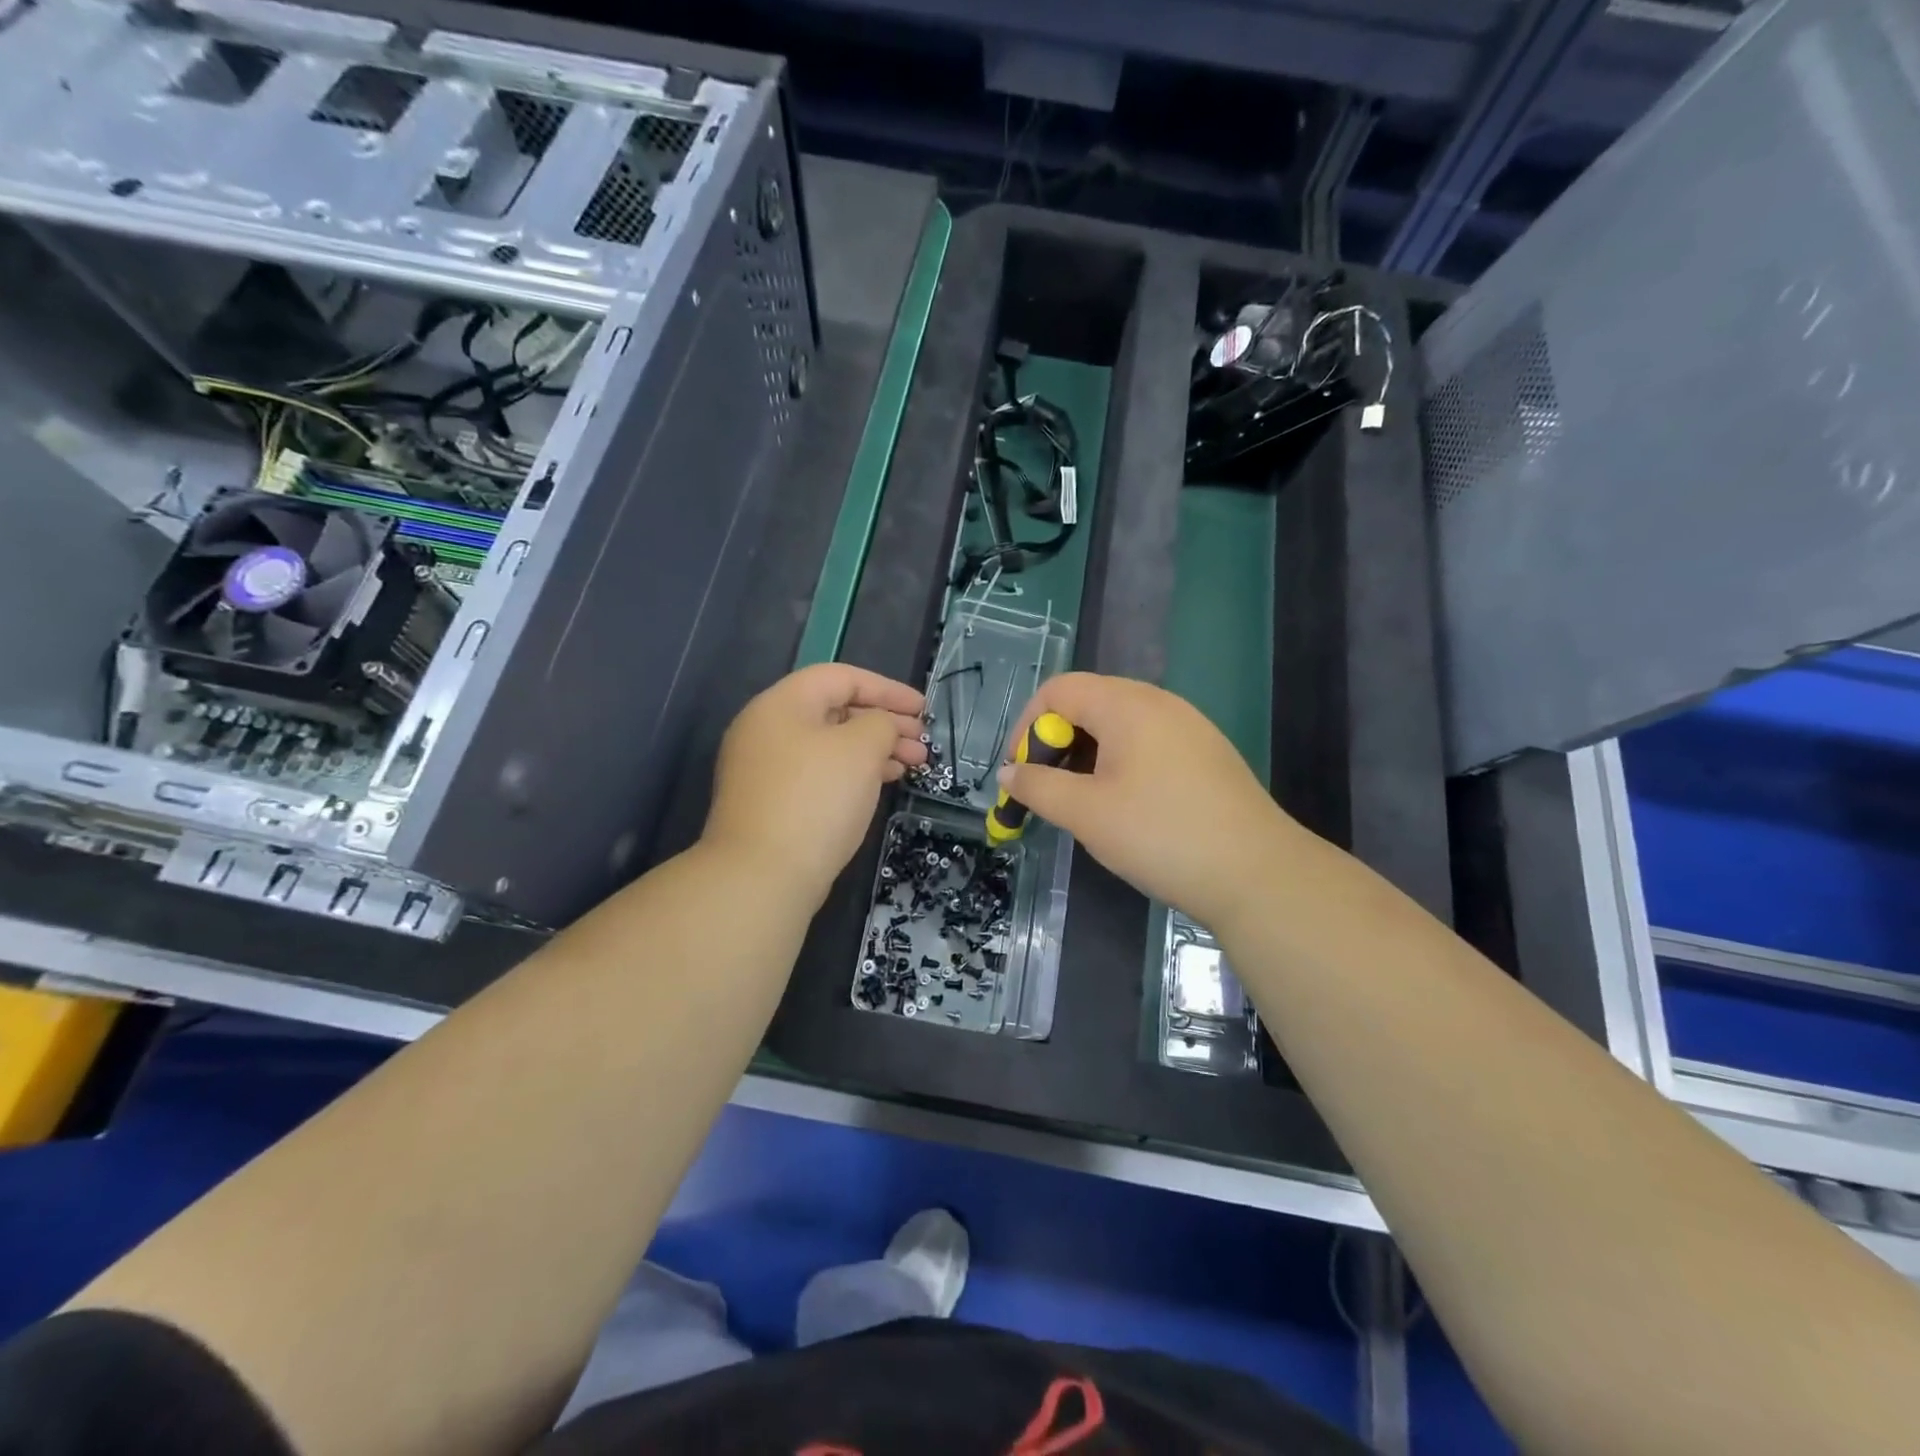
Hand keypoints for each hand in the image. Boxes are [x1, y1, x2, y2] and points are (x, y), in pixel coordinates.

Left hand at [704, 664, 927, 904]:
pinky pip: (820, 773)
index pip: (840, 677)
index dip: (887, 689)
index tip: (923, 708)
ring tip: (913, 765)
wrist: (762, 876)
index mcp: (781, 704)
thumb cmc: (816, 799)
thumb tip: (880, 727)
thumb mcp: (860, 749)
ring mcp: (766, 769)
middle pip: (835, 711)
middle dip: (884, 722)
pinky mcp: (772, 803)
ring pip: (830, 746)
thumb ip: (880, 723)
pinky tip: (882, 784)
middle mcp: (767, 730)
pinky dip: (853, 773)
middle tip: (922, 742)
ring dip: (874, 750)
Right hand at [997, 673, 1301, 930]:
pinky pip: (1147, 743)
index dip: (1027, 727)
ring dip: (1086, 757)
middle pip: (1088, 703)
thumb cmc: (1160, 835)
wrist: (1257, 874)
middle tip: (1047, 792)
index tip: (1020, 773)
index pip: (1058, 690)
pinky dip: (1119, 764)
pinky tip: (1124, 806)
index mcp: (1127, 705)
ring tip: (1081, 803)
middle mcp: (1159, 703)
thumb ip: (1038, 787)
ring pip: (1119, 726)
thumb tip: (1008, 773)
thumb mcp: (1086, 813)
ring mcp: (1188, 727)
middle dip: (1056, 744)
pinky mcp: (1206, 754)